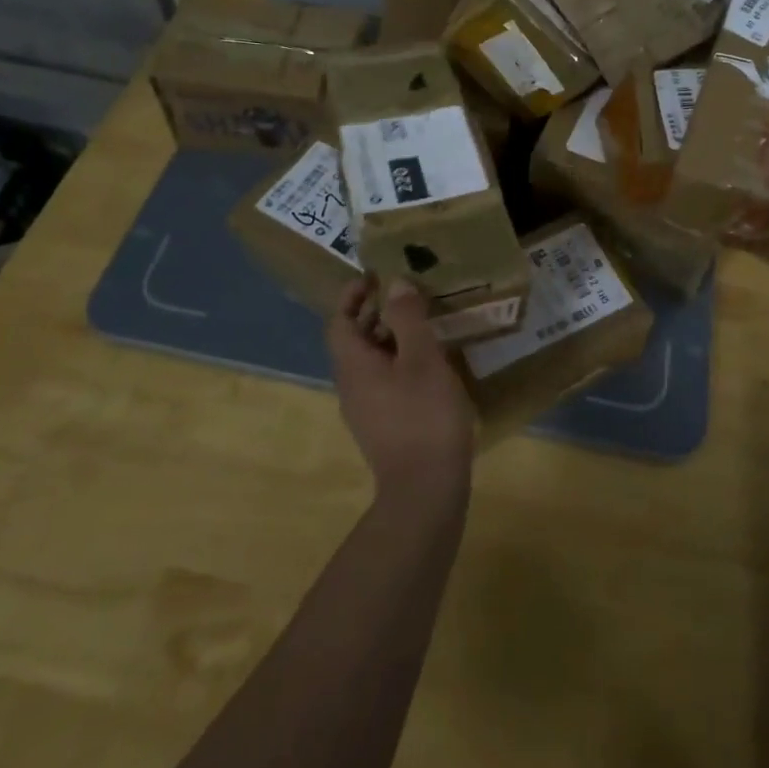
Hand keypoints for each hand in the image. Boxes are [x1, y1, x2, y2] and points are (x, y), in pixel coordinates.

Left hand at [327, 278, 475, 511]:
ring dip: (390, 338)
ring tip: (423, 326)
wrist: (425, 491)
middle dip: (376, 314)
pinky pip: (382, 382)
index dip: (353, 295)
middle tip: (408, 296)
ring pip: (370, 362)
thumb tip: (394, 283)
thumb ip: (408, 318)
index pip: (339, 321)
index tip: (375, 276)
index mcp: (353, 366)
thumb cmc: (423, 416)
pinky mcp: (383, 427)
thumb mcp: (422, 358)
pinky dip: (398, 362)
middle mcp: (351, 386)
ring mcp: (365, 410)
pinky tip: (429, 365)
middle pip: (353, 340)